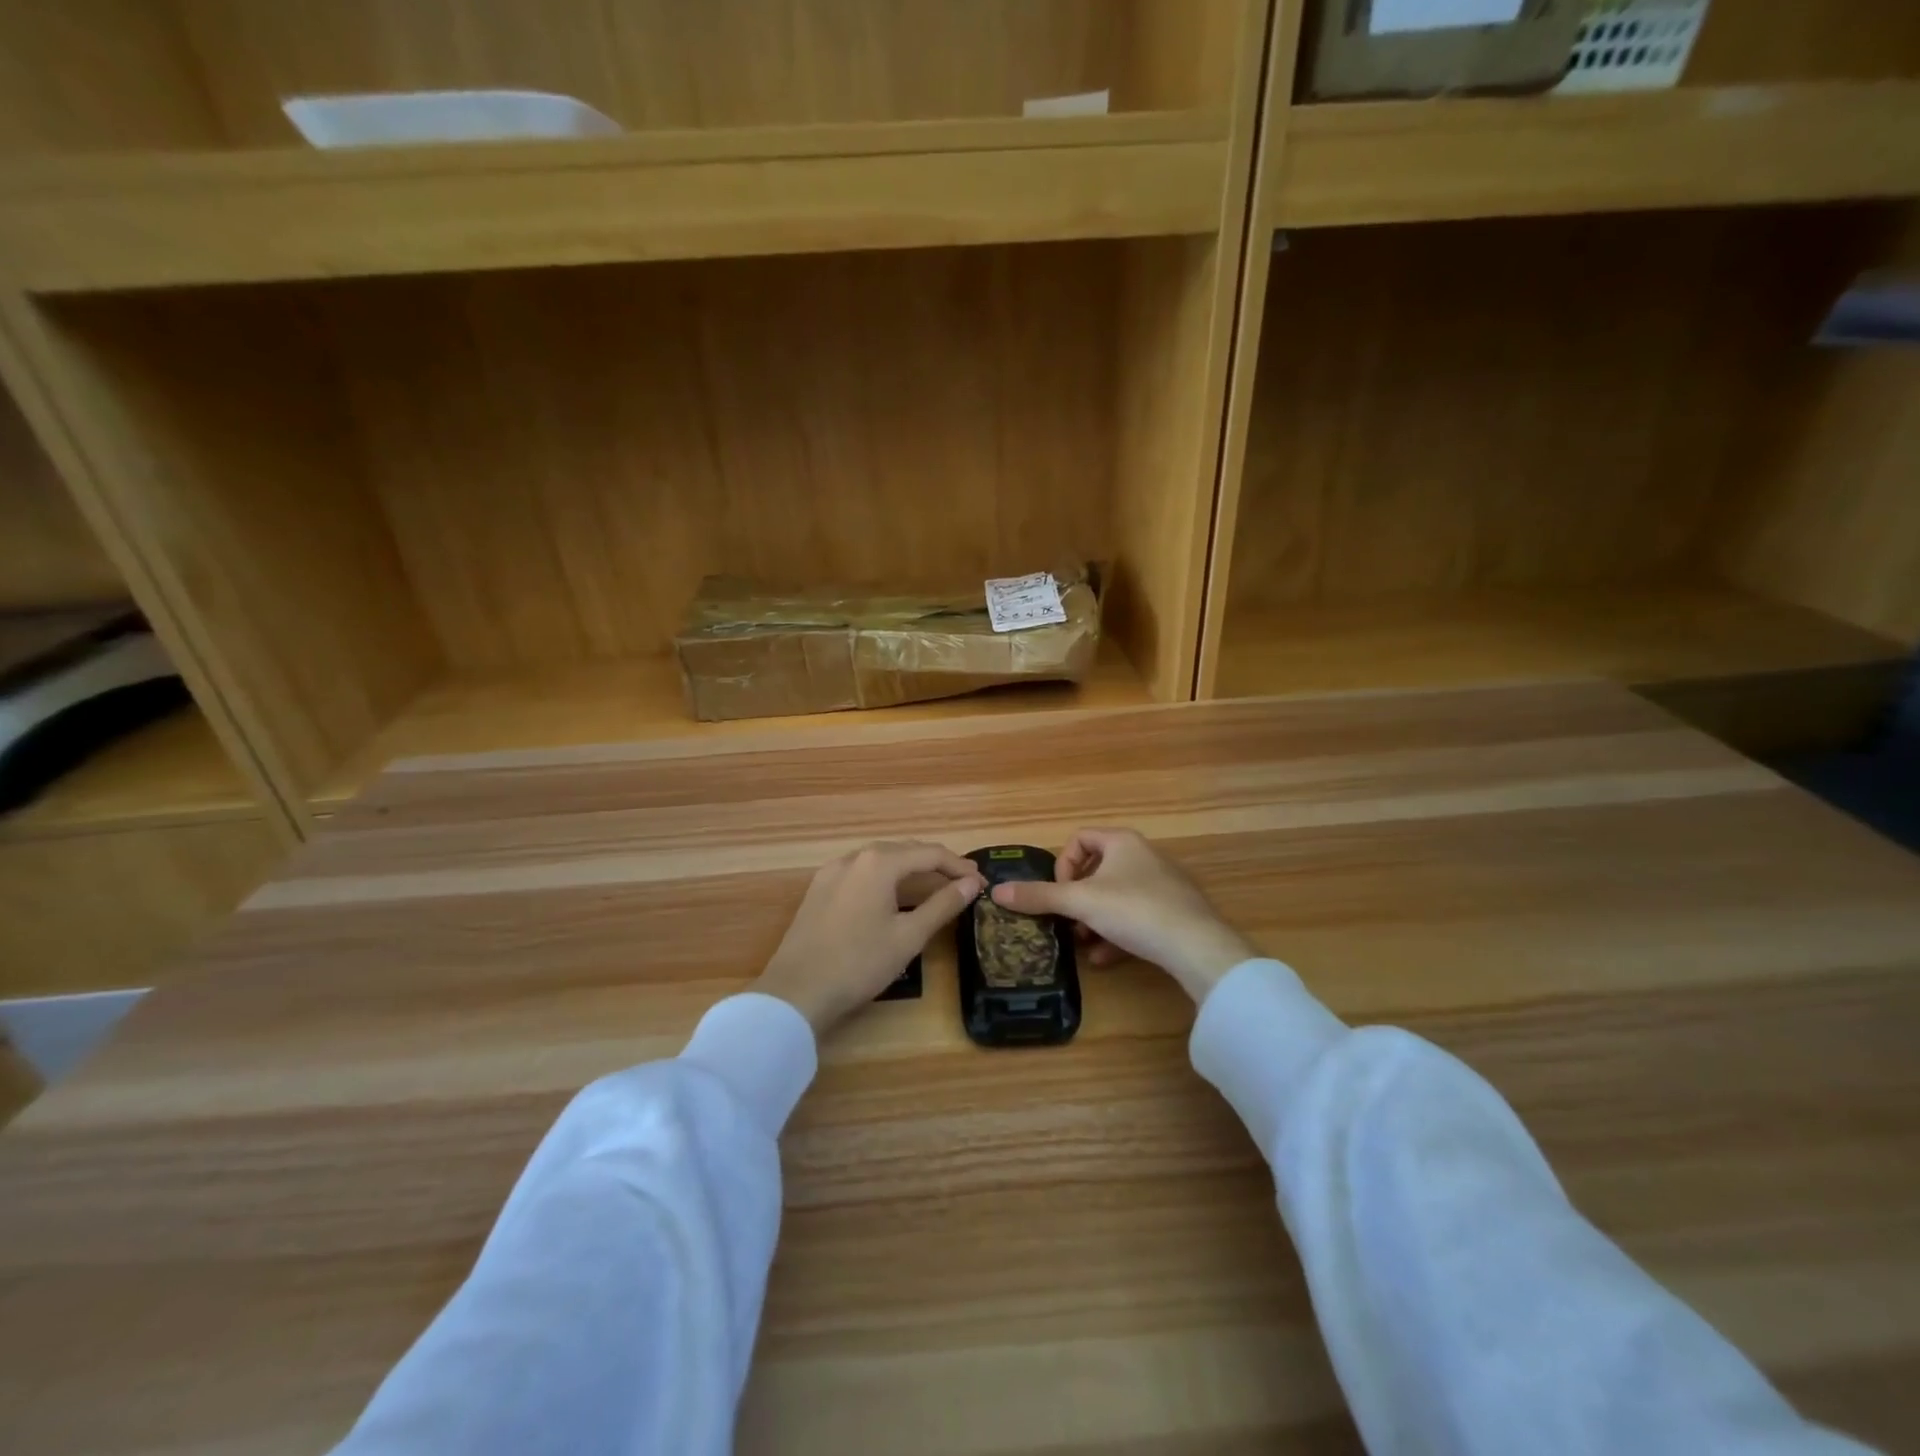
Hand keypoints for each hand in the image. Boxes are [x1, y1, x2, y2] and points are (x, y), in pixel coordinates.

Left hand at [754, 841, 983, 1035]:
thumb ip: (942, 905)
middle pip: (904, 850)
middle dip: (936, 864)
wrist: (796, 992)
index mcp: (879, 862)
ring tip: (934, 885)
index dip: (959, 867)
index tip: (982, 882)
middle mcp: (854, 857)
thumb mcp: (908, 936)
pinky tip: (893, 895)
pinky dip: (885, 877)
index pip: (930, 853)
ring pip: (880, 860)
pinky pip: (861, 872)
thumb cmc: (859, 963)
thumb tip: (971, 884)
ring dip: (910, 868)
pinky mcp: (819, 890)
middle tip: (963, 882)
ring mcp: (832, 872)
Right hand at [990, 828, 1254, 1003]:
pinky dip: (1116, 934)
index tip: (1059, 892)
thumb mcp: (1080, 902)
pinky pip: (1136, 917)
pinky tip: (1105, 958)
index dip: (1062, 865)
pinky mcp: (1174, 912)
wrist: (1196, 946)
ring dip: (1093, 920)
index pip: (1080, 839)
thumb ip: (1039, 896)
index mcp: (1122, 841)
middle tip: (1068, 923)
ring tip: (1084, 945)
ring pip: (1115, 898)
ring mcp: (1162, 884)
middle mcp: (1143, 856)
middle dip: (1077, 900)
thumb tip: (996, 891)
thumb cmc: (1134, 910)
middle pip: (1097, 871)